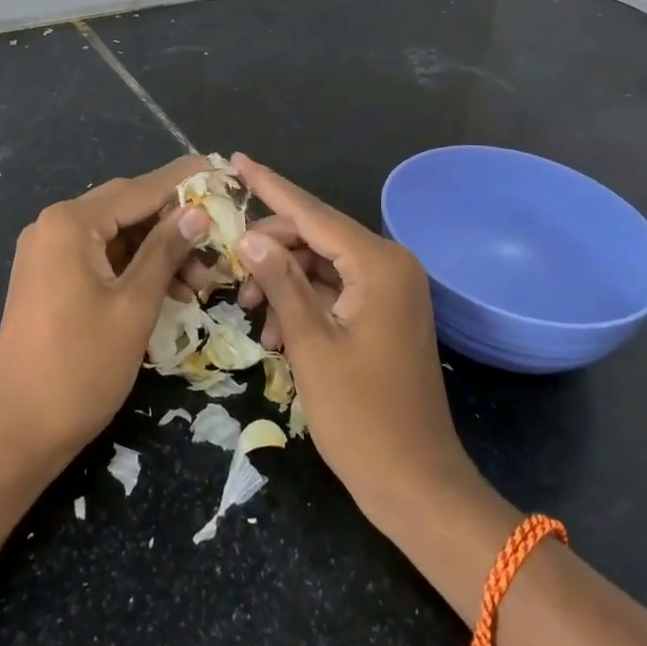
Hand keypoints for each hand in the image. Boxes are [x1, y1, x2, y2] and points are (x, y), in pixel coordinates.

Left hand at [0, 156, 209, 469]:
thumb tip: (197, 212)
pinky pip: (101, 258)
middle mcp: (54, 226)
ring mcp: (48, 253)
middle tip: (218, 239)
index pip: (139, 189)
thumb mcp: (134, 307)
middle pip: (127, 208)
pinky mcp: (49, 279)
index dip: (183, 181)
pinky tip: (168, 290)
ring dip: (157, 251)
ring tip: (199, 283)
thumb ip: (165, 252)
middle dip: (174, 223)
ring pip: (117, 236)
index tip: (220, 169)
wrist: (16, 433)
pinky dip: (135, 268)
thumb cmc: (80, 368)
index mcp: (70, 223)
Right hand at [230, 154, 481, 529]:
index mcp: (378, 264)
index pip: (311, 213)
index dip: (269, 186)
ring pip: (322, 263)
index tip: (234, 160)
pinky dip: (304, 301)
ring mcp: (391, 289)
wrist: (417, 485)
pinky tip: (277, 329)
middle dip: (270, 250)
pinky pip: (335, 288)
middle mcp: (390, 264)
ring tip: (253, 312)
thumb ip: (281, 282)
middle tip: (229, 270)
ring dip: (284, 280)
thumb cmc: (362, 419)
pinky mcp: (386, 311)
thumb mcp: (311, 346)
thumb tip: (249, 236)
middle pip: (315, 236)